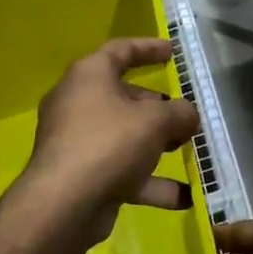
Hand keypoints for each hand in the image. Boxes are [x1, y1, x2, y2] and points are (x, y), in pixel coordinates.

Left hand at [24, 38, 200, 243]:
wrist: (64, 205)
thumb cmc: (109, 143)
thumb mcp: (155, 120)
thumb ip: (179, 113)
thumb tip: (188, 115)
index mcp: (89, 76)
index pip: (120, 50)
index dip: (148, 48)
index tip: (173, 52)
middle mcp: (79, 104)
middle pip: (124, 97)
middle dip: (159, 107)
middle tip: (186, 116)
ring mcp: (78, 142)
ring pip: (125, 136)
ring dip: (157, 144)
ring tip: (187, 150)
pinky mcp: (83, 176)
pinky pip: (122, 171)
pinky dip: (150, 181)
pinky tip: (183, 197)